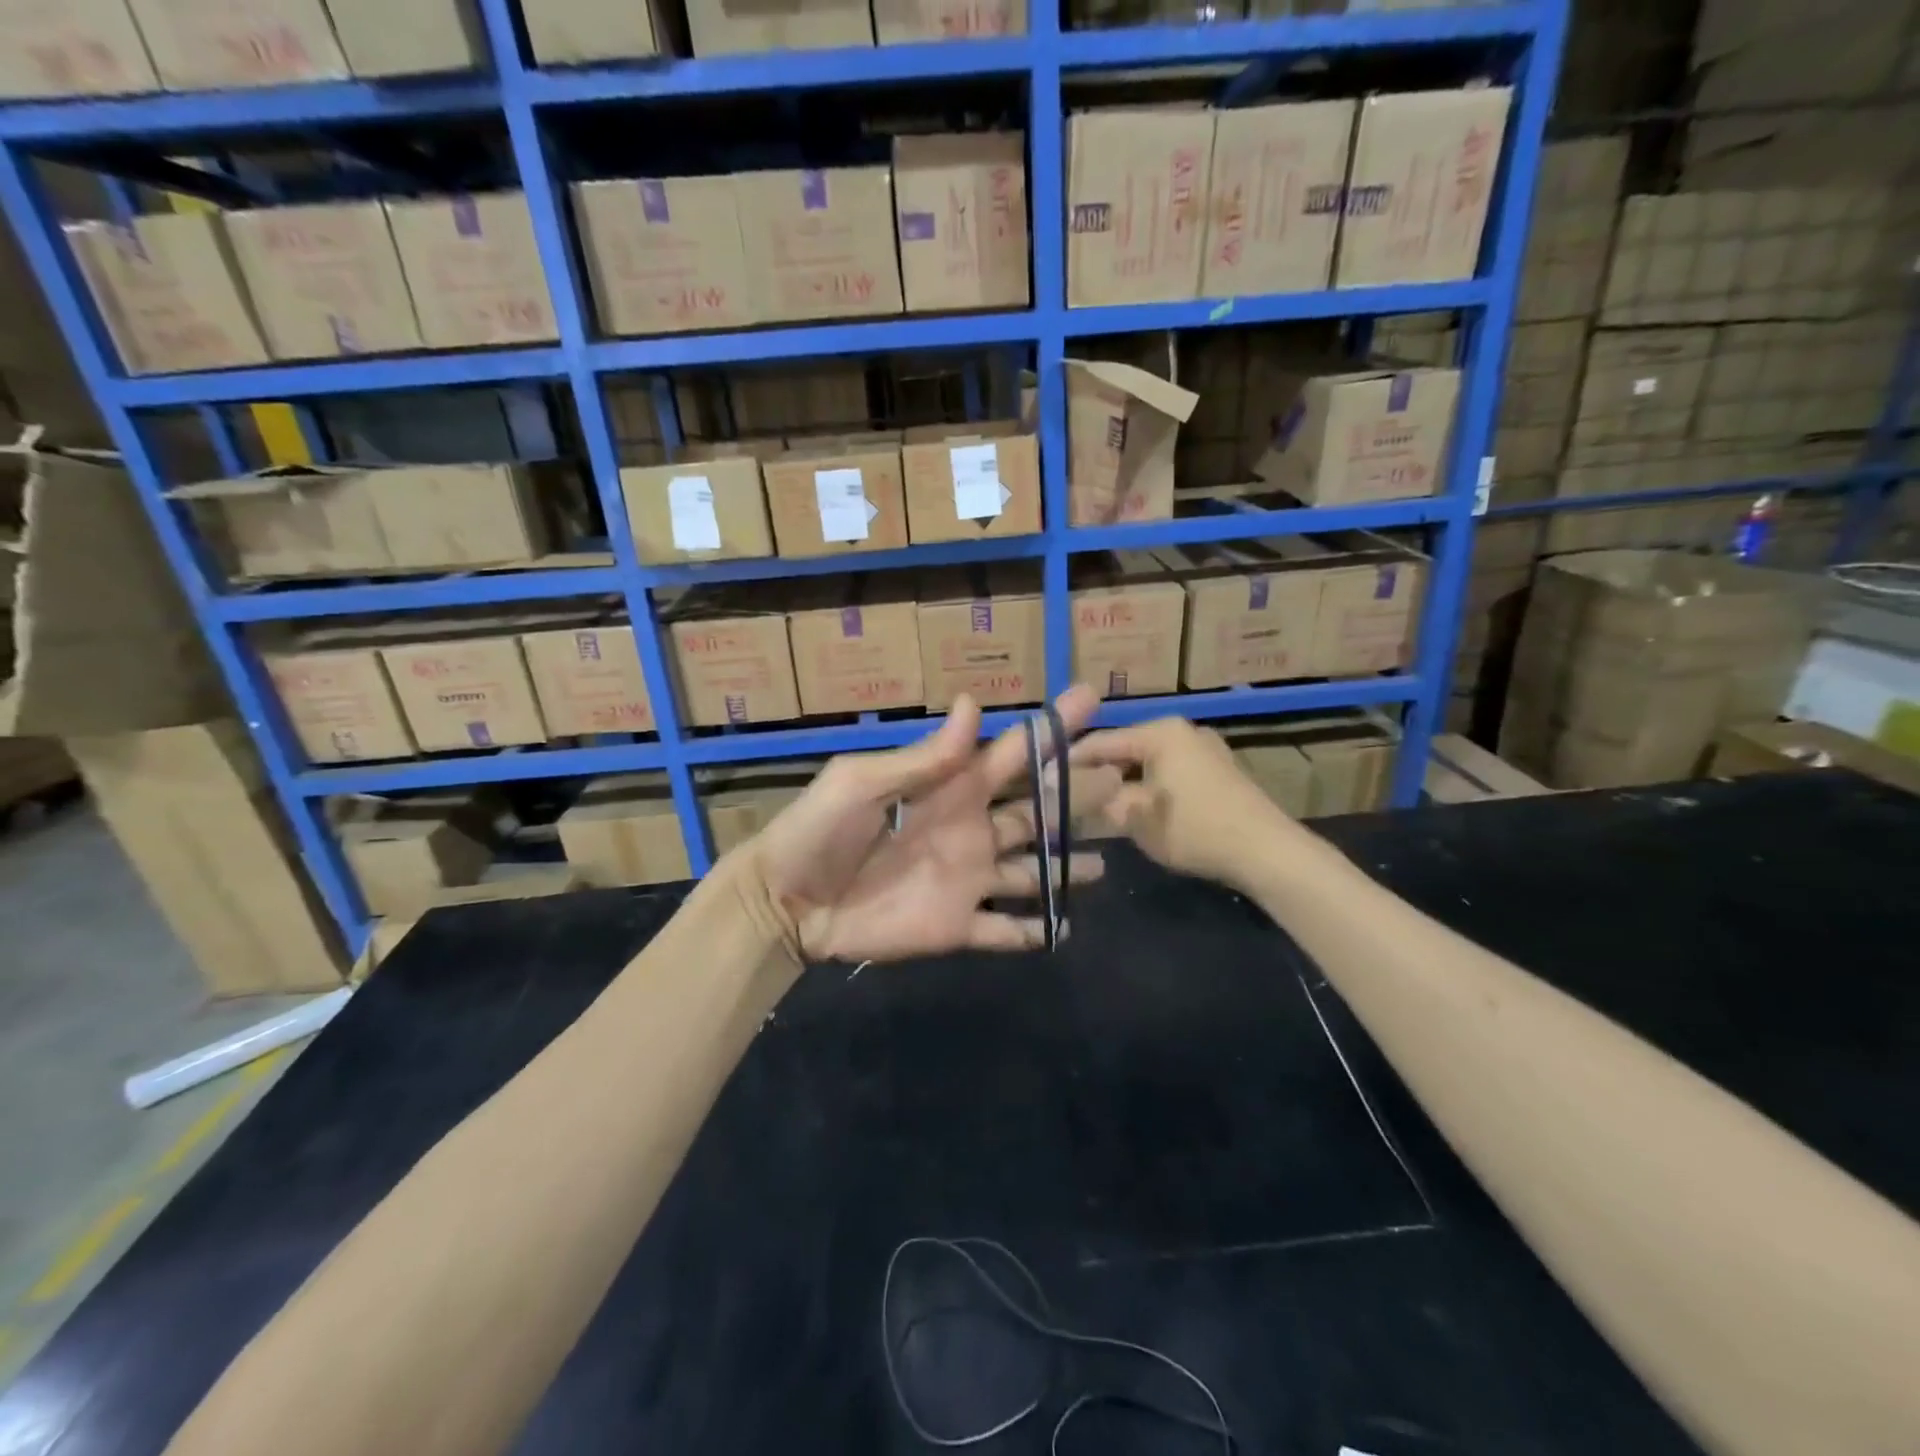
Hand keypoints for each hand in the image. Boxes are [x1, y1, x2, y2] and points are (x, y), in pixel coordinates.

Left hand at [741, 687, 1119, 962]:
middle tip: (1120, 780)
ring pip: (1032, 870)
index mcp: (949, 789)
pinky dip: (1035, 932)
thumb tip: (973, 704)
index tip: (1090, 700)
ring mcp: (967, 880)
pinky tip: (1066, 930)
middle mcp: (970, 830)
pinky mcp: (956, 927)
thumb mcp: (862, 782)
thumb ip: (923, 757)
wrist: (786, 903)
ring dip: (1066, 867)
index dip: (1050, 728)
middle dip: (1076, 795)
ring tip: (1105, 864)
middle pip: (1036, 811)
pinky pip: (1004, 930)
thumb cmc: (818, 831)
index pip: (1011, 754)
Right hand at [1071, 717, 1316, 892]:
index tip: (1044, 782)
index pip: (1100, 742)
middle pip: (1124, 749)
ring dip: (1123, 783)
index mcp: (1160, 732)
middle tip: (1070, 799)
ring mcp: (1204, 748)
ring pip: (1147, 762)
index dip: (1069, 763)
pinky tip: (1137, 810)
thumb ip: (1099, 800)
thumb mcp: (1136, 818)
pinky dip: (1149, 787)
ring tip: (1099, 807)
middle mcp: (1182, 730)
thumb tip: (1068, 792)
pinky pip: (1169, 771)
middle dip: (1098, 774)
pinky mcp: (1218, 770)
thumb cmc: (1195, 829)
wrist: (1266, 852)